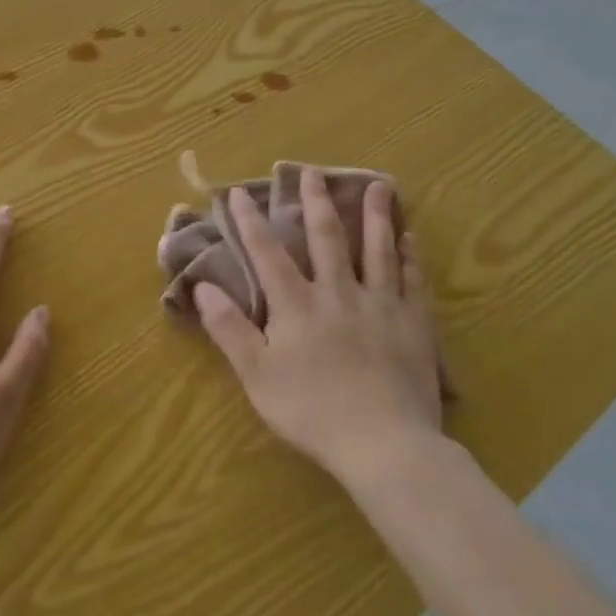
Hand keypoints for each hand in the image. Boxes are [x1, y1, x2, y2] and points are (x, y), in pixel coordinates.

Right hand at [196, 167, 450, 489]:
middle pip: (326, 238)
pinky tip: (410, 237)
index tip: (241, 192)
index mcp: (297, 305)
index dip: (252, 222)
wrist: (384, 444)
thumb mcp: (257, 375)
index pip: (268, 253)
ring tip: (377, 185)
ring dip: (374, 216)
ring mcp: (380, 305)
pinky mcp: (413, 324)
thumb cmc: (312, 411)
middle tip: (312, 171)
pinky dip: (410, 256)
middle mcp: (338, 292)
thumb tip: (203, 287)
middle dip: (316, 202)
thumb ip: (230, 329)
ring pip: (376, 250)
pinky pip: (412, 280)